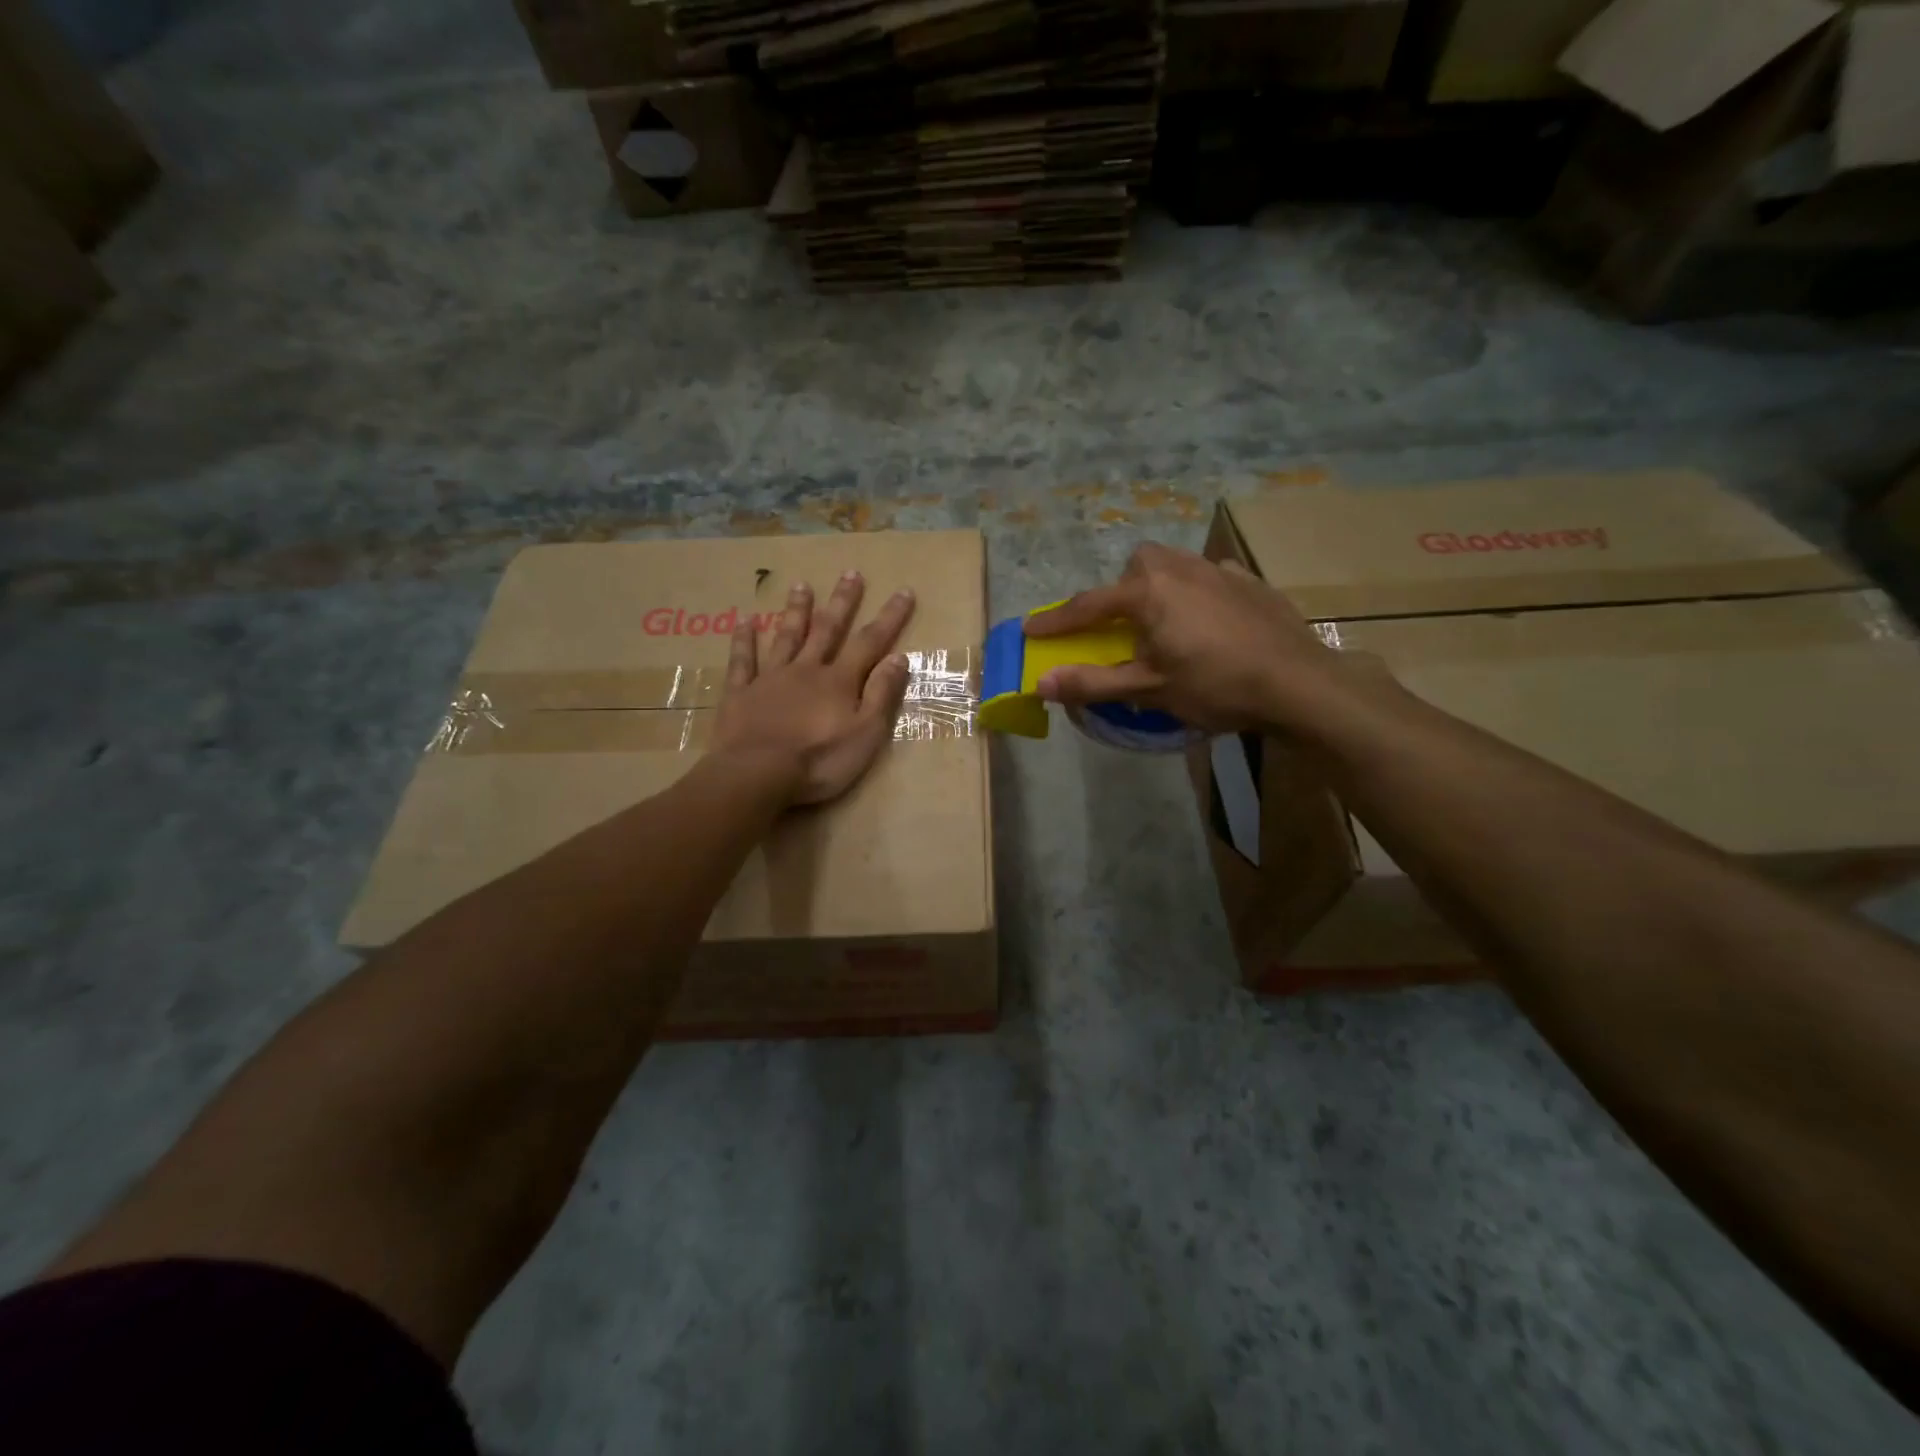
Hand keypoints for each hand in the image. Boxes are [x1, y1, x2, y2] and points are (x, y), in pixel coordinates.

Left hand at [712, 571, 915, 805]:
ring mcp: (770, 679)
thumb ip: (881, 695)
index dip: (889, 618)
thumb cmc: (818, 761)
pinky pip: (743, 661)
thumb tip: (899, 658)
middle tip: (851, 573)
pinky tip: (743, 621)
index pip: (870, 642)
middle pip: (827, 630)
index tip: (903, 591)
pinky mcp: (741, 694)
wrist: (757, 774)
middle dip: (842, 602)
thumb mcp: (865, 734)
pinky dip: (743, 640)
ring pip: (786, 637)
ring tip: (801, 585)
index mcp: (839, 682)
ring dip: (796, 611)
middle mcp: (806, 670)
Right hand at [1026, 542, 1385, 734]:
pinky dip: (1195, 592)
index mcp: (1147, 592)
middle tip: (1122, 627)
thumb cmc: (1216, 686)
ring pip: (1172, 566)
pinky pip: (1207, 576)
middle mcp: (1178, 568)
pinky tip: (1208, 621)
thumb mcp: (1149, 690)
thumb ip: (1093, 683)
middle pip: (1134, 569)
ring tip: (1165, 623)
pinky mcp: (1248, 581)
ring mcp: (1218, 570)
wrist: (1299, 683)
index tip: (1030, 629)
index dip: (1056, 621)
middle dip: (1119, 592)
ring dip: (1156, 587)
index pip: (1088, 605)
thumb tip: (1041, 683)